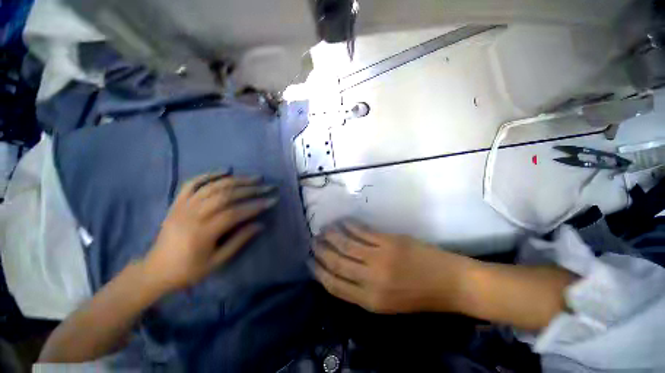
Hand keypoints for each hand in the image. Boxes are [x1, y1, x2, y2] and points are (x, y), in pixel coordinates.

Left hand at [143, 174, 276, 293]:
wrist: (156, 270)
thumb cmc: (188, 270)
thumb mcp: (217, 261)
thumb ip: (239, 241)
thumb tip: (260, 224)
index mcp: (202, 233)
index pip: (235, 213)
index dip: (255, 205)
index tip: (272, 200)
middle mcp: (192, 215)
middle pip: (225, 195)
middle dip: (250, 189)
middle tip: (267, 186)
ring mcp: (183, 206)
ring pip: (213, 186)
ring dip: (236, 180)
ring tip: (254, 178)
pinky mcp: (177, 202)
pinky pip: (192, 183)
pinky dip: (210, 174)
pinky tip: (225, 170)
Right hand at [312, 222, 474, 313]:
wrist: (449, 282)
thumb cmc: (418, 297)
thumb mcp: (387, 304)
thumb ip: (361, 290)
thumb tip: (340, 272)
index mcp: (370, 300)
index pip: (334, 285)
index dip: (318, 272)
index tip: (310, 261)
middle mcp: (371, 279)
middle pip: (337, 263)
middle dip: (321, 251)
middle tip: (313, 241)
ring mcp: (380, 257)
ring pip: (346, 244)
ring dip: (332, 235)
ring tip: (323, 229)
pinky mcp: (388, 241)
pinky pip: (362, 231)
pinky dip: (350, 225)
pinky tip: (342, 222)